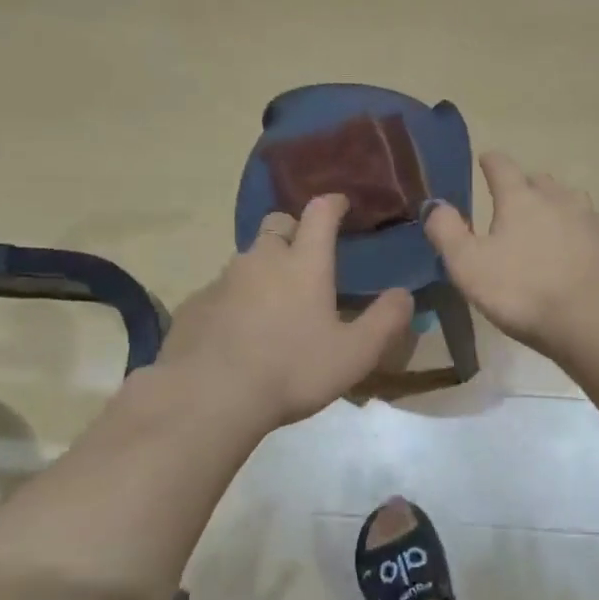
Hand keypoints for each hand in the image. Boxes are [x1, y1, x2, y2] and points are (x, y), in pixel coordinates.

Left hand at [159, 195, 412, 430]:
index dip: (332, 204)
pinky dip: (234, 300)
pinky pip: (220, 291)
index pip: (319, 214)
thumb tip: (403, 294)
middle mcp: (262, 260)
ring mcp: (223, 280)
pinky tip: (238, 332)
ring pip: (247, 259)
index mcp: (305, 264)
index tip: (341, 203)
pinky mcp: (195, 305)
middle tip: (305, 255)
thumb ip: (385, 321)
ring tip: (273, 303)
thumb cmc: (292, 370)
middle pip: (276, 225)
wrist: (210, 396)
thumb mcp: (355, 354)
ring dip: (263, 268)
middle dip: (293, 230)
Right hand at [425, 152, 598, 359]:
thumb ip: (446, 232)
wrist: (594, 322)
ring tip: (545, 224)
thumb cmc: (523, 292)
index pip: (502, 166)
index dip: (490, 162)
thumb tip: (434, 204)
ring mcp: (590, 220)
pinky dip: (578, 231)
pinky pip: (591, 226)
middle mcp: (558, 199)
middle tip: (511, 203)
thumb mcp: (468, 266)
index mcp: (520, 199)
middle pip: (539, 180)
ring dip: (554, 205)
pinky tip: (575, 248)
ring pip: (569, 200)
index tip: (485, 161)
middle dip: (524, 186)